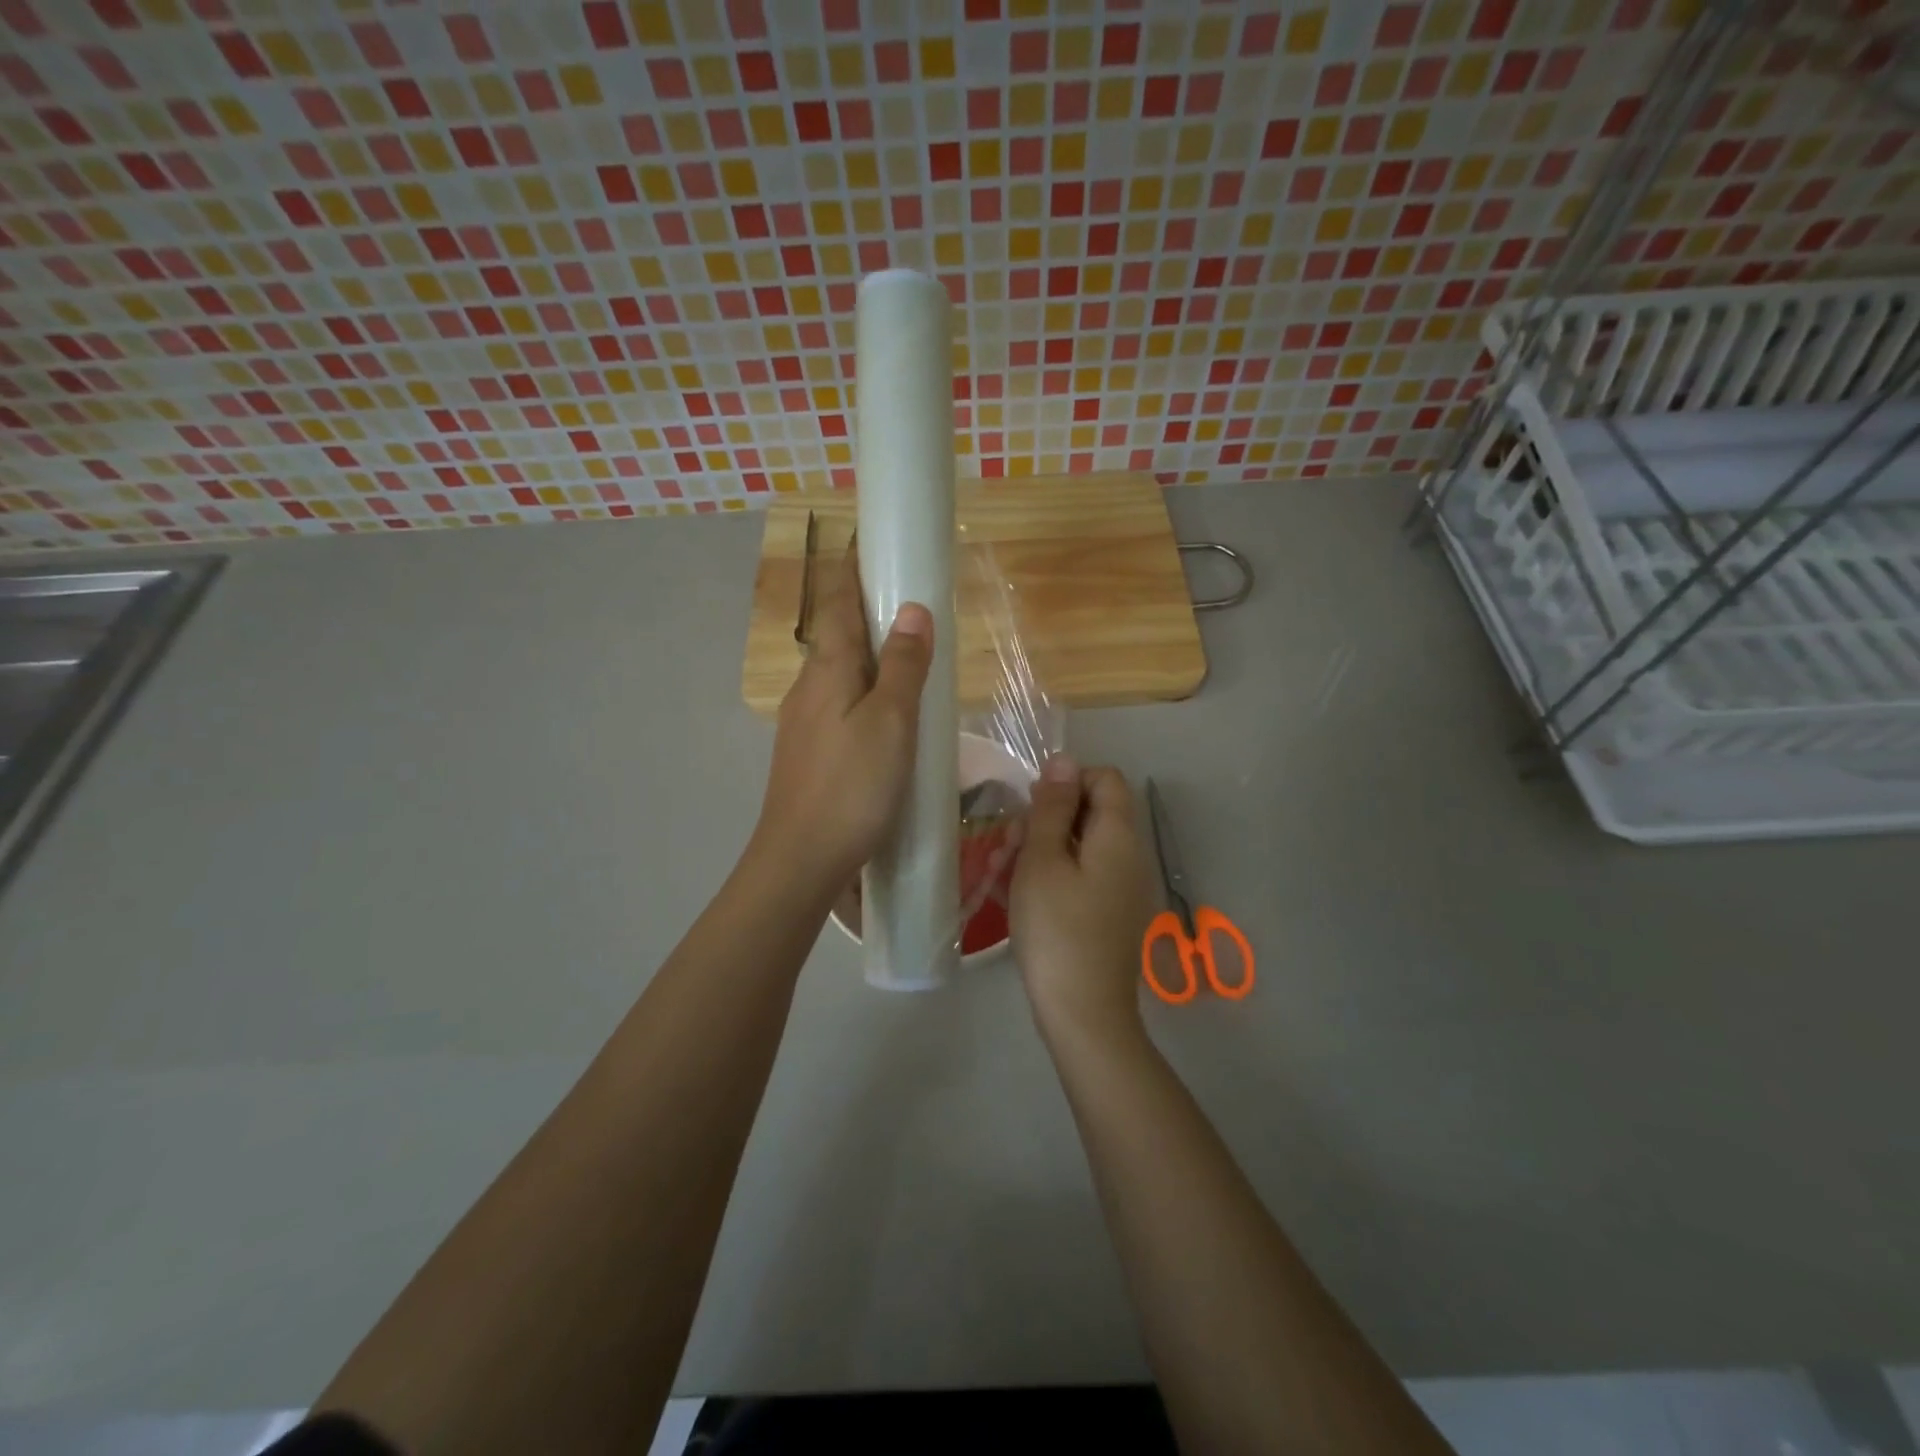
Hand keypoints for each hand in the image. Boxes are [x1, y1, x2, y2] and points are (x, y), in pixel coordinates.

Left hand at [755, 546, 932, 885]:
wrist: (801, 860)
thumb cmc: (851, 787)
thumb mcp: (890, 723)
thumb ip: (903, 666)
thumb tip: (912, 608)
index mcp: (828, 670)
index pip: (839, 603)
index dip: (854, 569)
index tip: (871, 540)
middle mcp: (808, 688)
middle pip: (838, 636)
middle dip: (868, 611)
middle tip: (910, 601)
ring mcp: (804, 723)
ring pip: (840, 674)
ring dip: (869, 656)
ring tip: (908, 658)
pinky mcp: (810, 753)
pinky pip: (840, 705)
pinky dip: (866, 693)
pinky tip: (887, 716)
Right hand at [1010, 755, 1155, 1047]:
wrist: (1083, 1013)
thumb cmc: (1056, 929)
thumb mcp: (1042, 860)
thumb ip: (1052, 808)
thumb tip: (1064, 760)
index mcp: (1118, 836)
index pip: (1106, 779)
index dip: (1068, 781)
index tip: (1033, 808)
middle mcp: (1130, 856)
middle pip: (1096, 811)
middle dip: (1051, 817)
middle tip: (1013, 843)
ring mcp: (1125, 888)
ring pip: (1086, 845)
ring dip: (1048, 847)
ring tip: (1010, 871)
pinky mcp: (1113, 914)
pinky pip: (1087, 875)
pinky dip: (1058, 874)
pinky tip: (1026, 896)